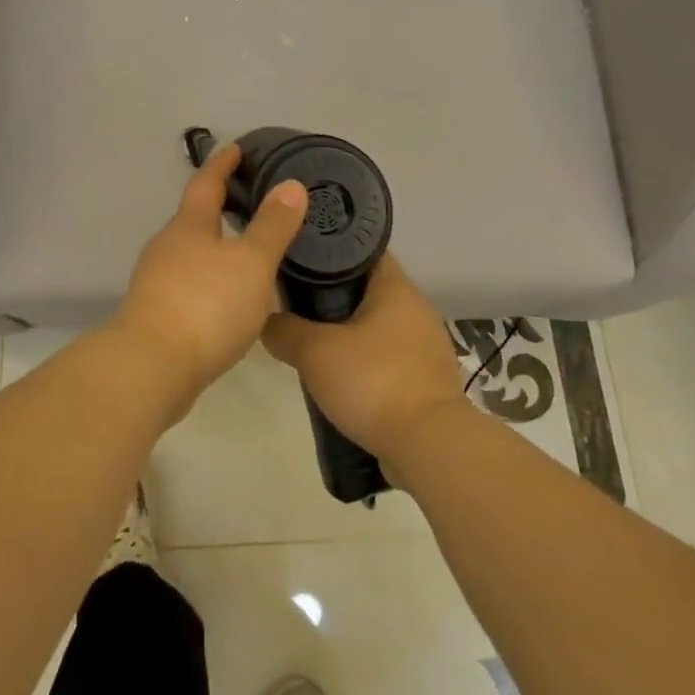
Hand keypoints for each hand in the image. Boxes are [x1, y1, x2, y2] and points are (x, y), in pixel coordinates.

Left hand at [110, 145, 308, 417]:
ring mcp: (156, 281)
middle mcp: (167, 247)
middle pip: (193, 218)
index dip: (222, 164)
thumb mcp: (251, 263)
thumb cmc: (206, 305)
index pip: (206, 183)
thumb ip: (272, 226)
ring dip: (214, 248)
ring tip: (245, 253)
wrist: (151, 367)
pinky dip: (208, 281)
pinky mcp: (155, 314)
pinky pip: (187, 285)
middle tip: (250, 203)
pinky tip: (227, 298)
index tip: (236, 149)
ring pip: (189, 254)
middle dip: (218, 208)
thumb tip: (291, 185)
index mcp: (188, 226)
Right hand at [262, 256, 470, 464]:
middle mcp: (415, 308)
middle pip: (367, 287)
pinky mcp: (426, 378)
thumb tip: (266, 321)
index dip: (329, 248)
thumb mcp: (314, 352)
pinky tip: (339, 374)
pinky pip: (387, 356)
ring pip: (377, 324)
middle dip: (332, 294)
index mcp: (395, 287)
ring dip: (348, 330)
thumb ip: (284, 330)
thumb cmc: (373, 381)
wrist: (428, 445)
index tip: (298, 255)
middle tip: (294, 299)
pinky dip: (364, 360)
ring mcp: (425, 345)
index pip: (361, 249)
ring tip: (311, 339)